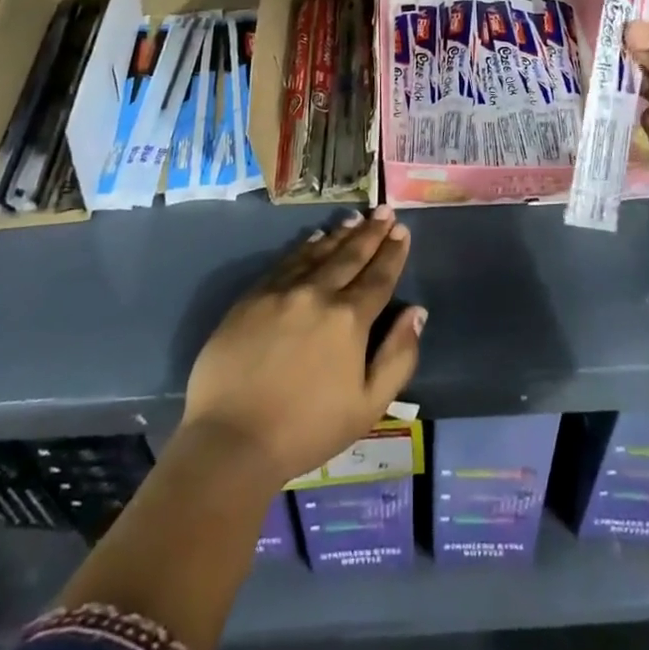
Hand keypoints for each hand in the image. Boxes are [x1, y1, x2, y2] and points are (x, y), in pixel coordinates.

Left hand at [180, 209, 425, 489]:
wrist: (231, 439)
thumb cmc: (307, 429)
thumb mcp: (368, 406)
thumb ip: (398, 357)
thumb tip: (417, 312)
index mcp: (349, 320)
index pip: (378, 277)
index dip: (393, 253)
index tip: (402, 231)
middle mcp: (318, 294)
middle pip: (350, 256)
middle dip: (371, 232)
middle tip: (384, 211)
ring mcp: (282, 291)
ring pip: (318, 252)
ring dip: (340, 234)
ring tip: (356, 219)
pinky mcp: (252, 297)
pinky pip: (286, 262)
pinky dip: (305, 247)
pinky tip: (314, 239)